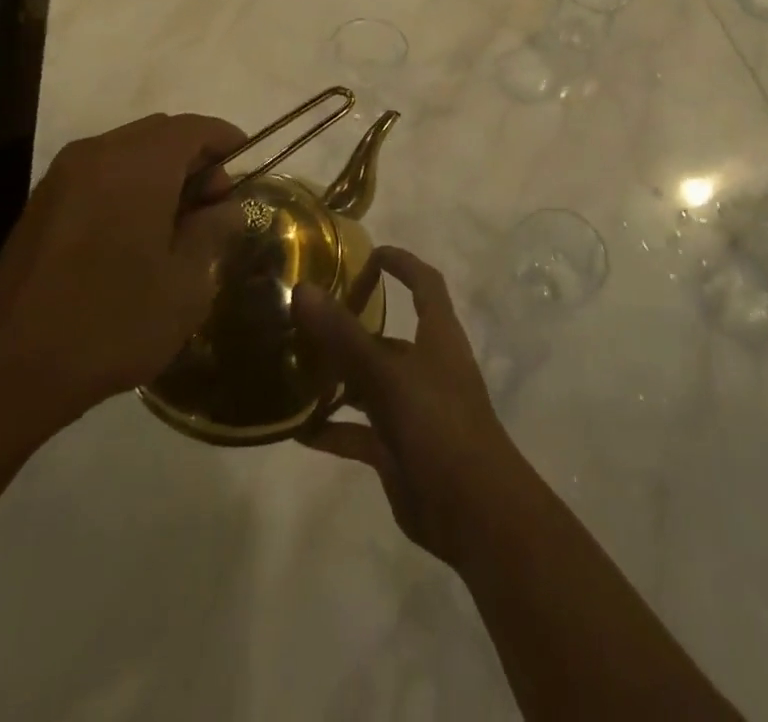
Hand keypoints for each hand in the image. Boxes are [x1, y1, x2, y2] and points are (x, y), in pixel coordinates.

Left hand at [0, 113, 246, 424]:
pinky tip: (136, 233)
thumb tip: (225, 206)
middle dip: (194, 158)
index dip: (227, 141)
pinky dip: (128, 185)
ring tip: (177, 223)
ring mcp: (63, 176)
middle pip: (160, 133)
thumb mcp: (186, 282)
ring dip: (160, 172)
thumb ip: (213, 230)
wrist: (11, 368)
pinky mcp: (41, 203)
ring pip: (127, 151)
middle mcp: (97, 153)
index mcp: (138, 163)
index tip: (248, 169)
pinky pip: (100, 173)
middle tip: (214, 205)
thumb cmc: (114, 320)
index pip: (194, 127)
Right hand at [293, 247, 529, 568]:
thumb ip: (344, 335)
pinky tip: (297, 429)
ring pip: (368, 383)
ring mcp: (412, 409)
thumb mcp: (389, 376)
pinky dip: (333, 428)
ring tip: (291, 368)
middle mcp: (426, 366)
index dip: (402, 263)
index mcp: (437, 337)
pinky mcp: (399, 449)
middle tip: (304, 319)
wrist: (475, 514)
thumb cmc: (440, 426)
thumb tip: (303, 290)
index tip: (368, 253)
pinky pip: (359, 431)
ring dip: (336, 378)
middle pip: (386, 336)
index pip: (425, 283)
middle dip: (350, 327)